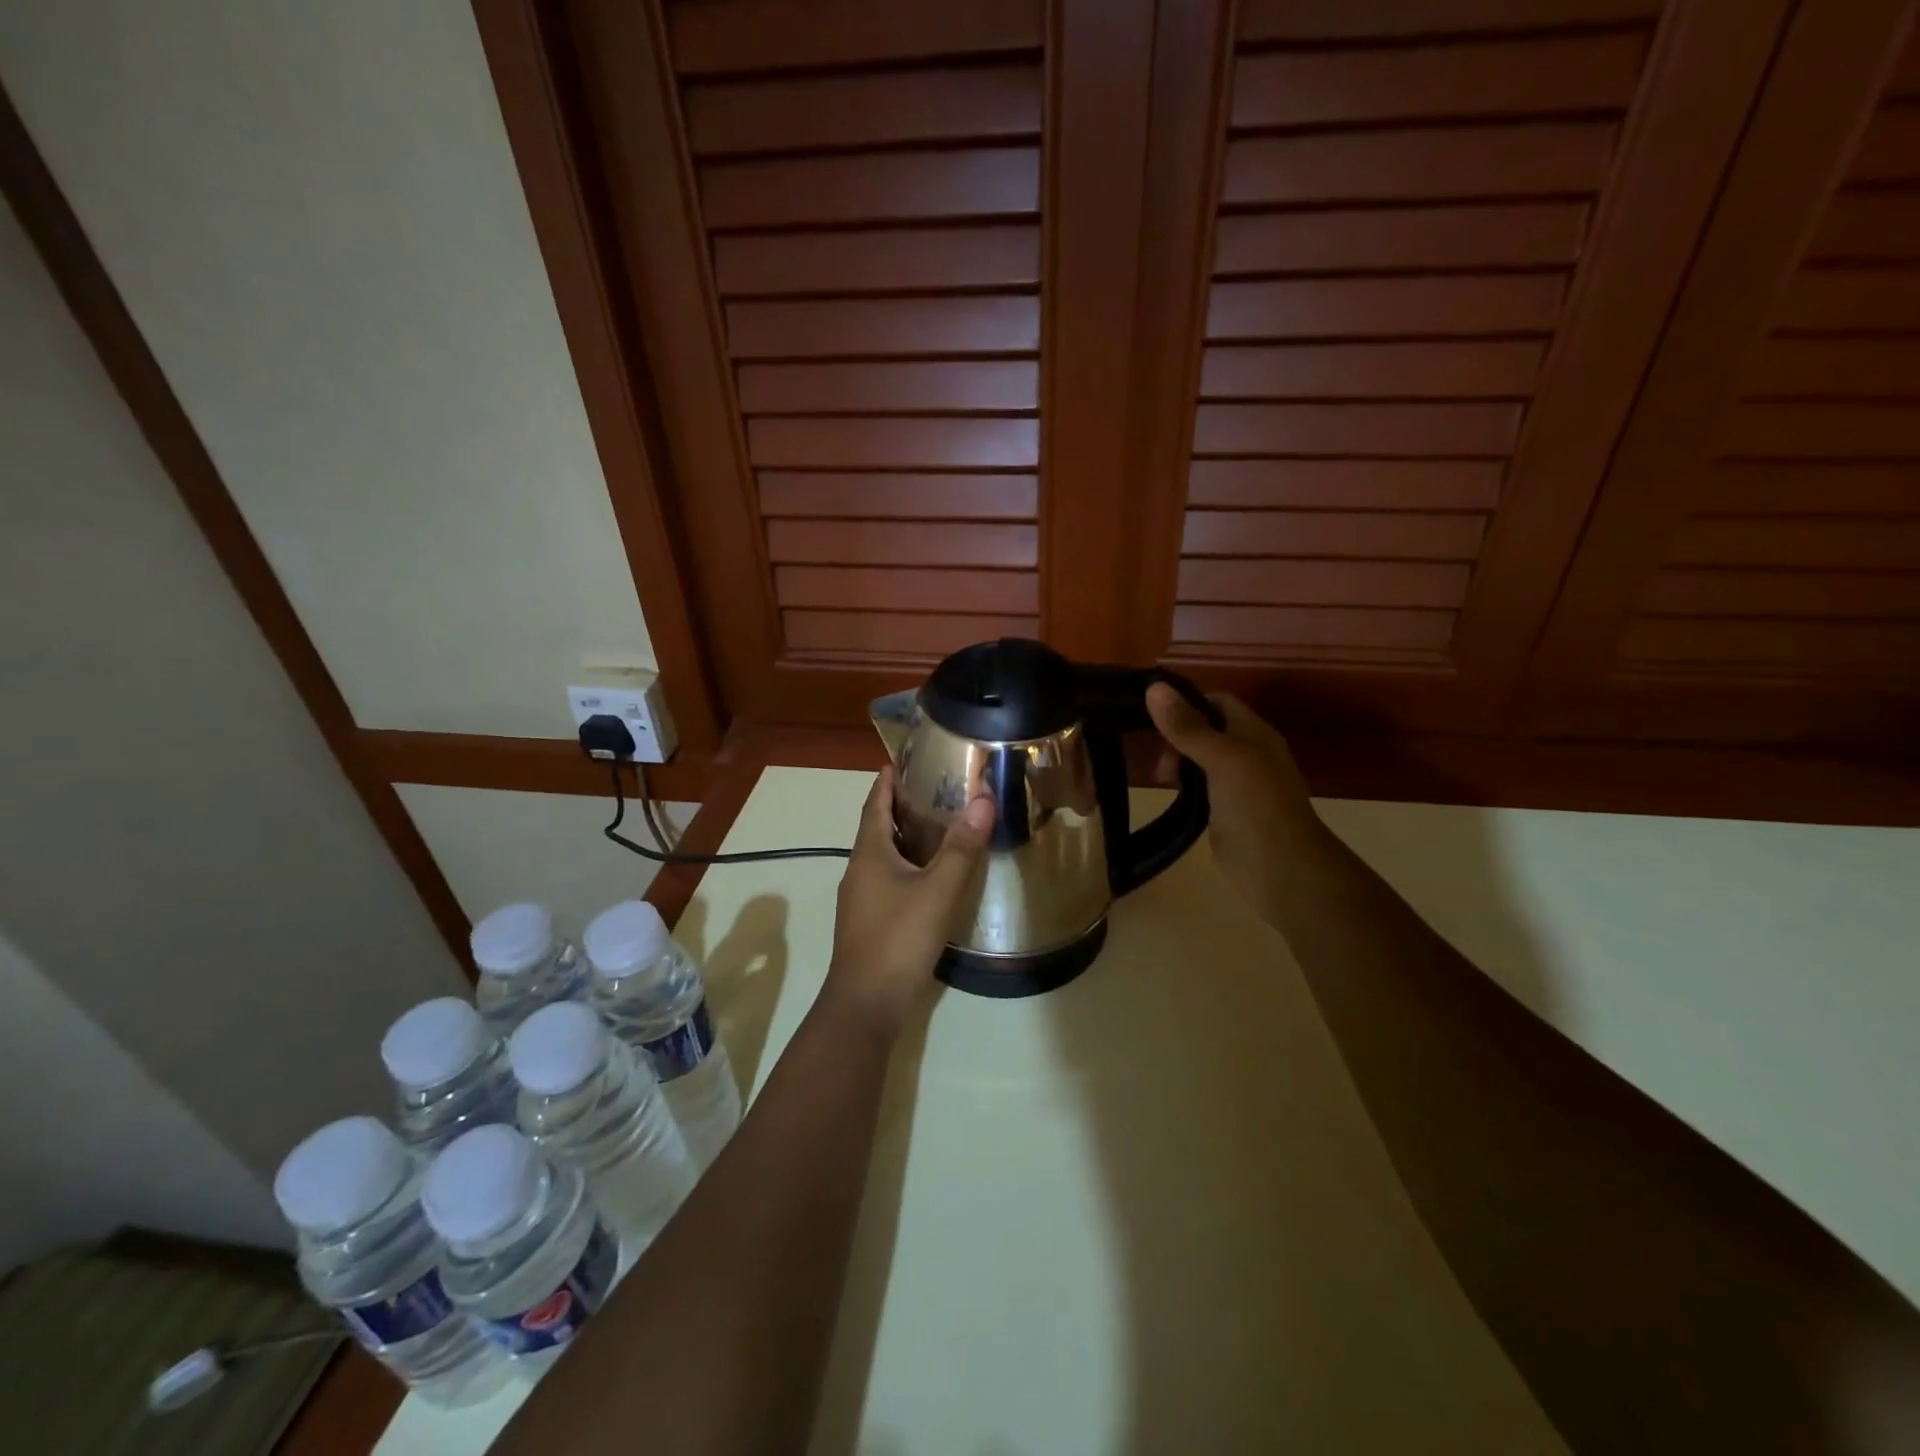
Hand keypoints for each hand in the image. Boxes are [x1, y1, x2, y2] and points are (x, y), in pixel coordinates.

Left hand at [824, 766, 994, 1040]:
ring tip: (937, 826)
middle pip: (877, 828)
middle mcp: (859, 870)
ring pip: (883, 856)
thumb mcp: (937, 890)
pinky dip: (907, 866)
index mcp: (869, 853)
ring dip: (904, 837)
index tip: (901, 761)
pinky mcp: (869, 922)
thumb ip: (961, 847)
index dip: (886, 782)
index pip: (875, 804)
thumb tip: (983, 799)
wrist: (866, 1003)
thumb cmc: (898, 938)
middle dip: (899, 806)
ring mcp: (861, 899)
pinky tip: (929, 876)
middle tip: (933, 789)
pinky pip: (888, 880)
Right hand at [1145, 685, 1324, 914]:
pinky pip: (1199, 788)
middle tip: (1158, 759)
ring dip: (1177, 762)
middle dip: (1177, 737)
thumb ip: (1188, 726)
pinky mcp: (1225, 812)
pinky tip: (1169, 795)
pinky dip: (1182, 787)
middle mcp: (1247, 753)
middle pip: (1205, 730)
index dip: (1187, 704)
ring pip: (1199, 760)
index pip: (1217, 702)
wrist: (1280, 868)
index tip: (1153, 716)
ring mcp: (1237, 784)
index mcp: (1254, 733)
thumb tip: (1153, 687)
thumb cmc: (1256, 805)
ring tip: (1160, 778)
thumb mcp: (1221, 758)